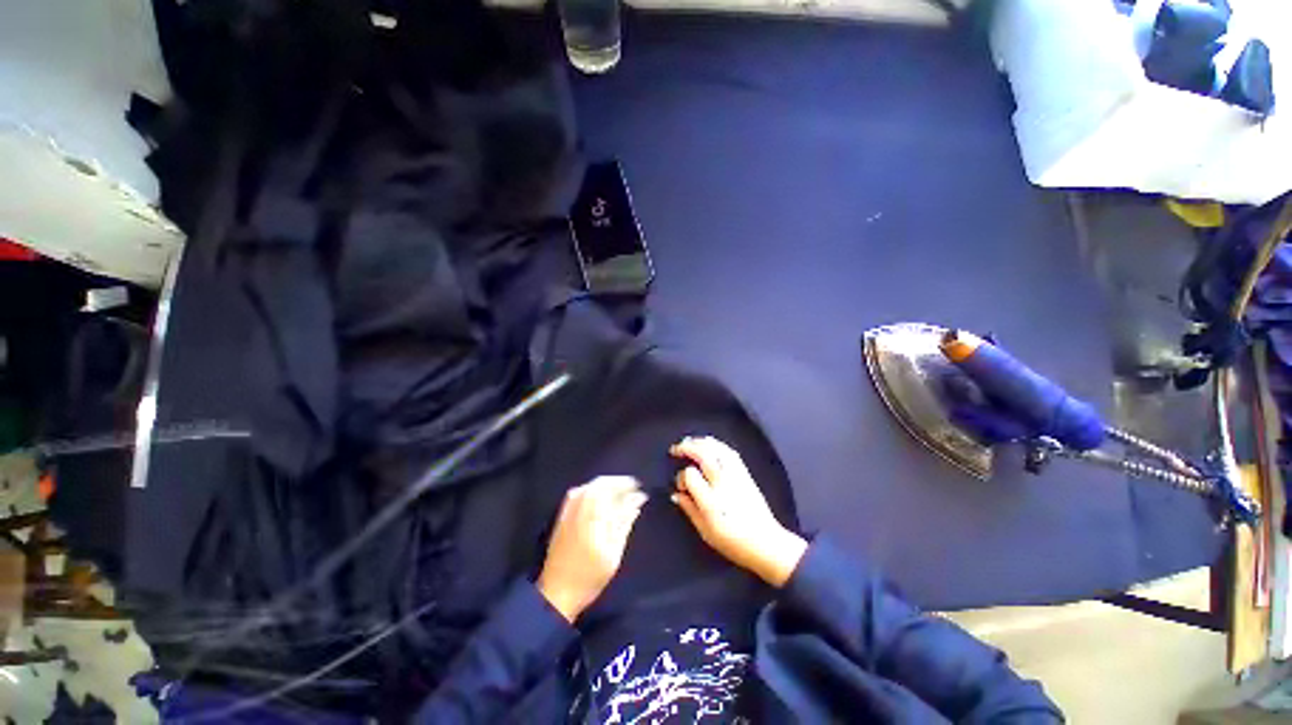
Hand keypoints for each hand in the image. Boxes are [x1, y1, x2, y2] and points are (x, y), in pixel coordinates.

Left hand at [538, 476, 647, 621]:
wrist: (556, 593)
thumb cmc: (589, 576)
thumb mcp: (613, 553)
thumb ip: (624, 523)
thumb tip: (637, 501)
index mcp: (593, 514)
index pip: (612, 488)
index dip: (627, 485)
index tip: (640, 488)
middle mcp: (580, 506)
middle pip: (600, 483)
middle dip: (617, 482)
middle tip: (632, 489)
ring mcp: (569, 509)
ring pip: (590, 485)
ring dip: (606, 485)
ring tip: (620, 493)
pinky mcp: (562, 515)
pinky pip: (580, 492)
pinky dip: (593, 490)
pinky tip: (601, 498)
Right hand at [670, 436, 806, 587]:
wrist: (766, 543)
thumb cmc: (733, 541)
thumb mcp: (705, 531)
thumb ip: (689, 509)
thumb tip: (676, 494)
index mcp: (710, 499)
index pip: (690, 475)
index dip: (681, 477)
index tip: (680, 486)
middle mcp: (723, 481)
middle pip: (703, 454)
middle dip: (687, 447)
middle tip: (675, 449)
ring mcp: (735, 474)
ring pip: (716, 448)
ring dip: (700, 442)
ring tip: (689, 442)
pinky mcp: (745, 473)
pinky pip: (729, 451)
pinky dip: (717, 444)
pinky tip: (710, 445)